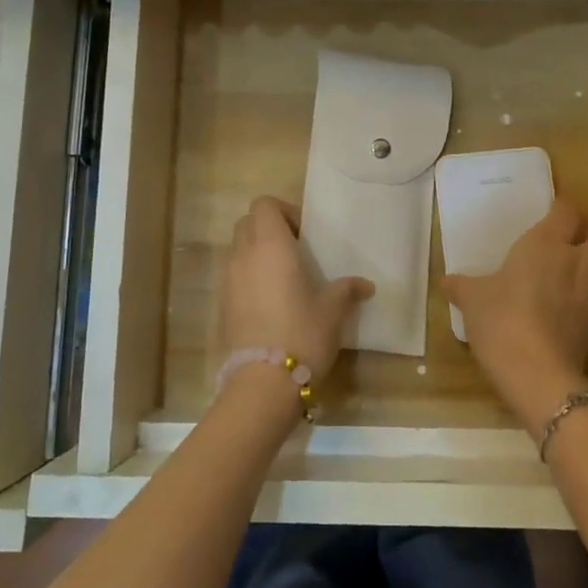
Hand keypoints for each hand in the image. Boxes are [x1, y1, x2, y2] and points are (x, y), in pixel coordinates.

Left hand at [219, 195, 373, 384]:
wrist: (263, 382)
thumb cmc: (303, 333)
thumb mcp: (333, 310)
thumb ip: (346, 290)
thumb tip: (365, 285)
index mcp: (271, 246)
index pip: (264, 205)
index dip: (283, 211)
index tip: (304, 234)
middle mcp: (244, 255)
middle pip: (247, 223)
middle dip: (269, 228)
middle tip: (295, 251)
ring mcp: (228, 280)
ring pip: (238, 249)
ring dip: (257, 253)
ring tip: (283, 278)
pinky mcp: (222, 305)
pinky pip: (233, 276)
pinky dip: (249, 277)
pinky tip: (271, 302)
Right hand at [443, 200, 587, 432]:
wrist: (534, 371)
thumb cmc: (500, 319)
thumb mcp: (471, 298)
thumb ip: (461, 285)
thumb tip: (448, 282)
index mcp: (546, 244)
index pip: (568, 211)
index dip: (564, 209)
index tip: (553, 213)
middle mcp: (578, 263)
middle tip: (581, 248)